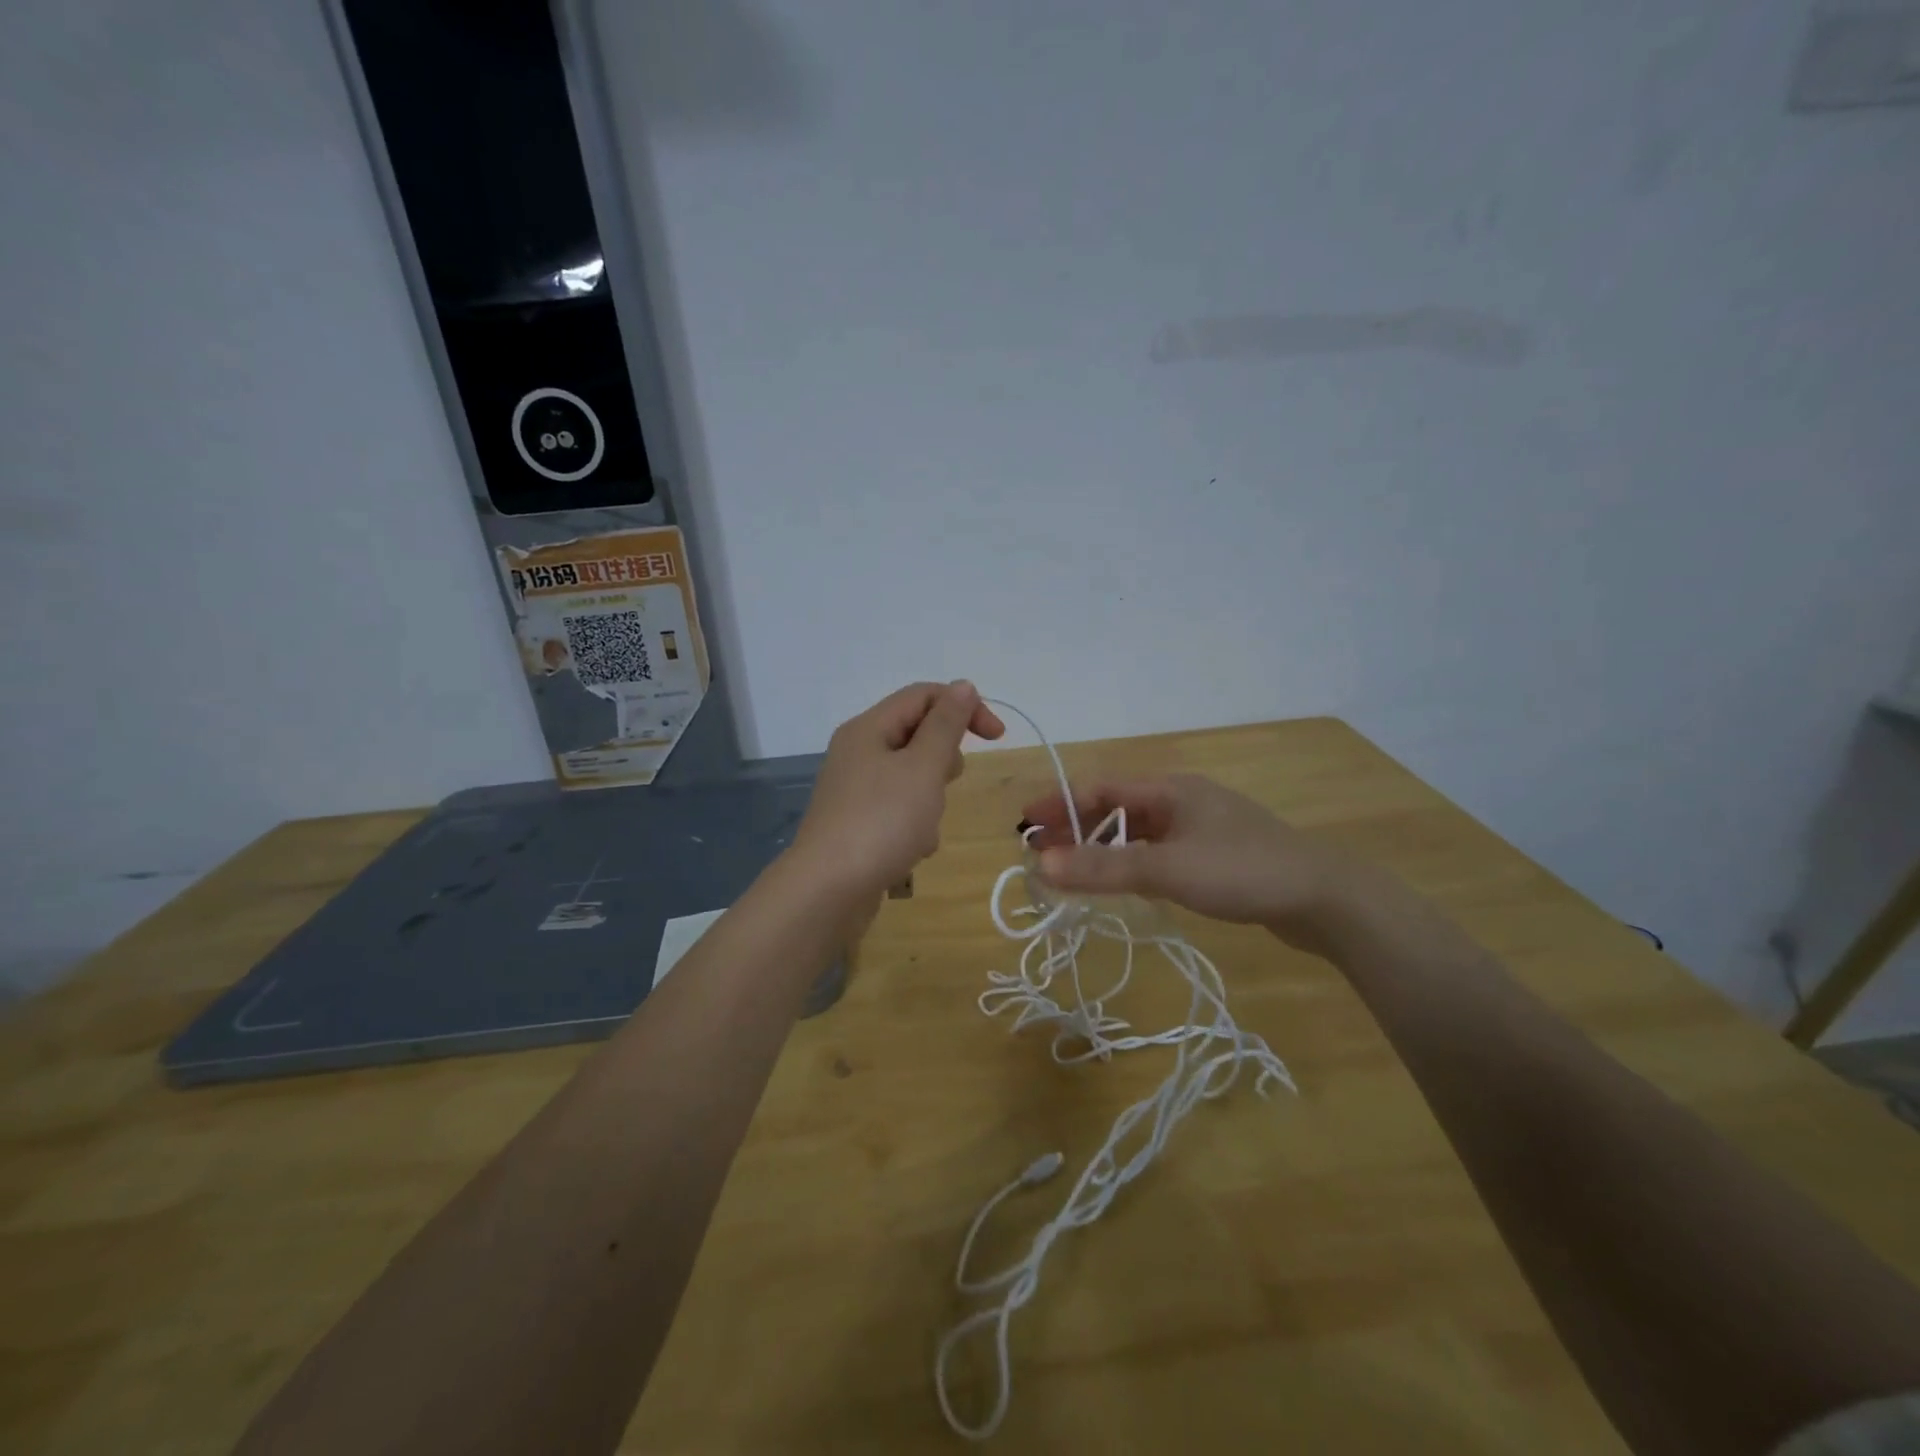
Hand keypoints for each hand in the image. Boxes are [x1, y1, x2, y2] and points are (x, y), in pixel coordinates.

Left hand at [793, 681, 1004, 898]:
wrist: (827, 892)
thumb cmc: (881, 822)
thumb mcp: (922, 767)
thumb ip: (946, 725)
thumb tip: (963, 686)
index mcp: (869, 729)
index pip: (923, 696)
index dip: (964, 706)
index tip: (997, 737)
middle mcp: (858, 753)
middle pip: (916, 735)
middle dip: (944, 759)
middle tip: (946, 783)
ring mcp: (855, 790)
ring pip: (912, 778)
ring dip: (931, 799)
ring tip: (925, 826)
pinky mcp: (858, 824)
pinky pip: (899, 811)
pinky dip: (914, 826)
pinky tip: (912, 850)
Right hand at [1023, 774, 1382, 950]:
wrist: (1326, 899)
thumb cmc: (1242, 871)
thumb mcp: (1166, 869)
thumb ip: (1102, 868)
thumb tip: (1040, 865)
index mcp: (1170, 789)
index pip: (1100, 790)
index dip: (1059, 804)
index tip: (1024, 825)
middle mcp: (1183, 801)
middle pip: (1116, 810)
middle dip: (1076, 829)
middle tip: (1040, 855)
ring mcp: (1202, 829)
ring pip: (1138, 834)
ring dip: (1103, 849)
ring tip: (1071, 872)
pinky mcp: (1217, 858)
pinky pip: (1159, 853)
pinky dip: (1132, 864)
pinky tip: (1122, 884)